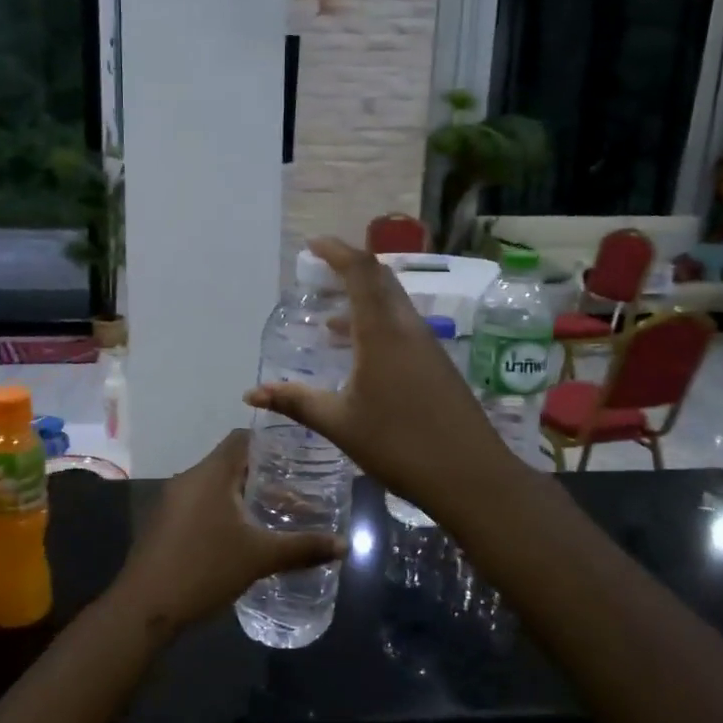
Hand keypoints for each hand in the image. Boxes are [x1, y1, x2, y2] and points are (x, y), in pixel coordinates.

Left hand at [107, 430, 343, 633]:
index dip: (271, 444)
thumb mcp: (260, 558)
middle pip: (230, 463)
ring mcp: (171, 501)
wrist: (144, 608)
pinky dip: (222, 511)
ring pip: (214, 486)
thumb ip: (303, 548)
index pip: (242, 439)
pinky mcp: (163, 524)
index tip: (298, 458)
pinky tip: (240, 537)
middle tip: (295, 492)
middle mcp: (188, 479)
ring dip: (242, 496)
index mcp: (210, 473)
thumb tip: (344, 545)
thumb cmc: (205, 569)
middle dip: (263, 476)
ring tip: (272, 516)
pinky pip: (199, 504)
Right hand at [244, 236, 517, 522]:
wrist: (471, 477)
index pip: (360, 271)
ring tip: (328, 321)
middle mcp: (407, 327)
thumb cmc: (399, 445)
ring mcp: (427, 344)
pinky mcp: (436, 363)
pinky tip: (358, 354)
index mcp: (382, 331)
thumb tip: (251, 394)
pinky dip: (376, 323)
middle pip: (380, 280)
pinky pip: (402, 325)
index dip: (336, 251)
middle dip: (348, 269)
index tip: (312, 246)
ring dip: (362, 300)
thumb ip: (295, 401)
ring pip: (392, 304)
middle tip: (317, 275)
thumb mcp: (339, 423)